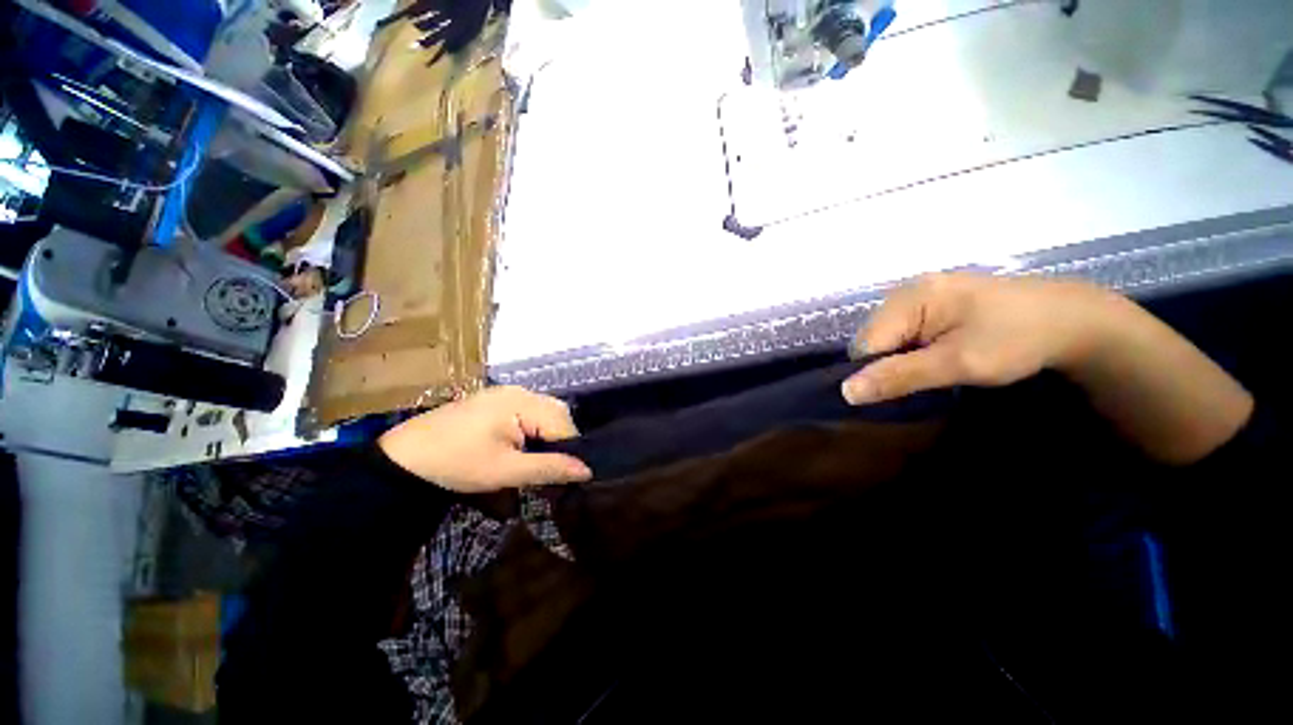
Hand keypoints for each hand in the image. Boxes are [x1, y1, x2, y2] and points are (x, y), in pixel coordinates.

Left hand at [378, 386, 592, 492]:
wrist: (404, 458)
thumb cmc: (456, 464)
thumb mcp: (506, 471)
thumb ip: (549, 468)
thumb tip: (588, 471)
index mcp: (523, 402)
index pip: (564, 424)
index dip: (569, 450)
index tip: (564, 474)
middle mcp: (520, 390)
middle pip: (557, 413)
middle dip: (559, 441)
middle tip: (547, 468)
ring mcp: (507, 392)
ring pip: (545, 412)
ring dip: (547, 435)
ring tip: (534, 459)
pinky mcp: (496, 399)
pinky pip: (529, 410)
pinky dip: (533, 428)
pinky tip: (521, 445)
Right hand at [843, 273, 1251, 463]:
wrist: (1074, 320)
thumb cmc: (1018, 340)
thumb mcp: (958, 364)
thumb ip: (899, 376)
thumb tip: (845, 393)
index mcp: (908, 297)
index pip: (864, 345)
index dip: (878, 372)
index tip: (910, 388)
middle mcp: (905, 290)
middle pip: (872, 339)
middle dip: (890, 363)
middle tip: (930, 376)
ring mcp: (919, 292)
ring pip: (886, 337)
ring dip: (902, 357)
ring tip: (937, 366)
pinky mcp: (932, 299)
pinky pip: (903, 330)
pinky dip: (913, 348)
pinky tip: (938, 353)